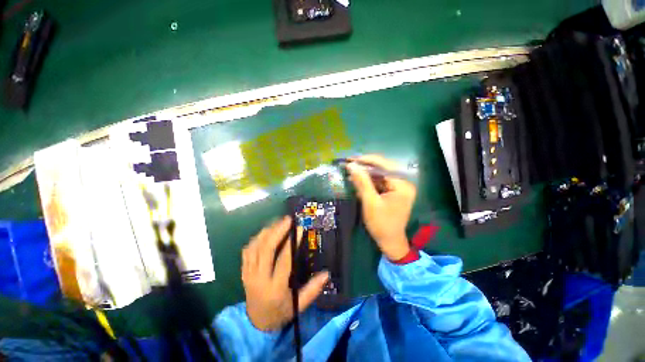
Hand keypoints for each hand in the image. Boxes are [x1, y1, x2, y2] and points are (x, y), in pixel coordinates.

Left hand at [242, 216, 329, 330]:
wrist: (256, 324)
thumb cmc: (280, 313)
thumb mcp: (299, 305)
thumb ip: (313, 289)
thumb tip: (326, 273)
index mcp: (275, 288)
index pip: (284, 260)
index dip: (292, 243)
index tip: (300, 229)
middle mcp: (259, 279)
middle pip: (266, 250)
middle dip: (277, 232)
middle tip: (287, 220)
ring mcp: (249, 275)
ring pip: (255, 248)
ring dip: (267, 232)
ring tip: (278, 222)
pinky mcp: (244, 272)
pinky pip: (247, 251)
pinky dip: (256, 239)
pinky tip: (265, 232)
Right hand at [346, 155, 416, 260]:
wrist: (390, 241)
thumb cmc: (381, 224)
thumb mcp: (370, 202)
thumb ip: (362, 182)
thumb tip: (352, 165)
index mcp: (402, 184)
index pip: (384, 165)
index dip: (367, 160)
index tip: (351, 159)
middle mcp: (404, 182)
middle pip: (383, 168)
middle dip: (365, 166)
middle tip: (350, 163)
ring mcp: (399, 187)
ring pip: (380, 174)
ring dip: (366, 173)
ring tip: (351, 172)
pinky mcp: (394, 191)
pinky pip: (380, 181)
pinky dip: (369, 181)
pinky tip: (358, 181)